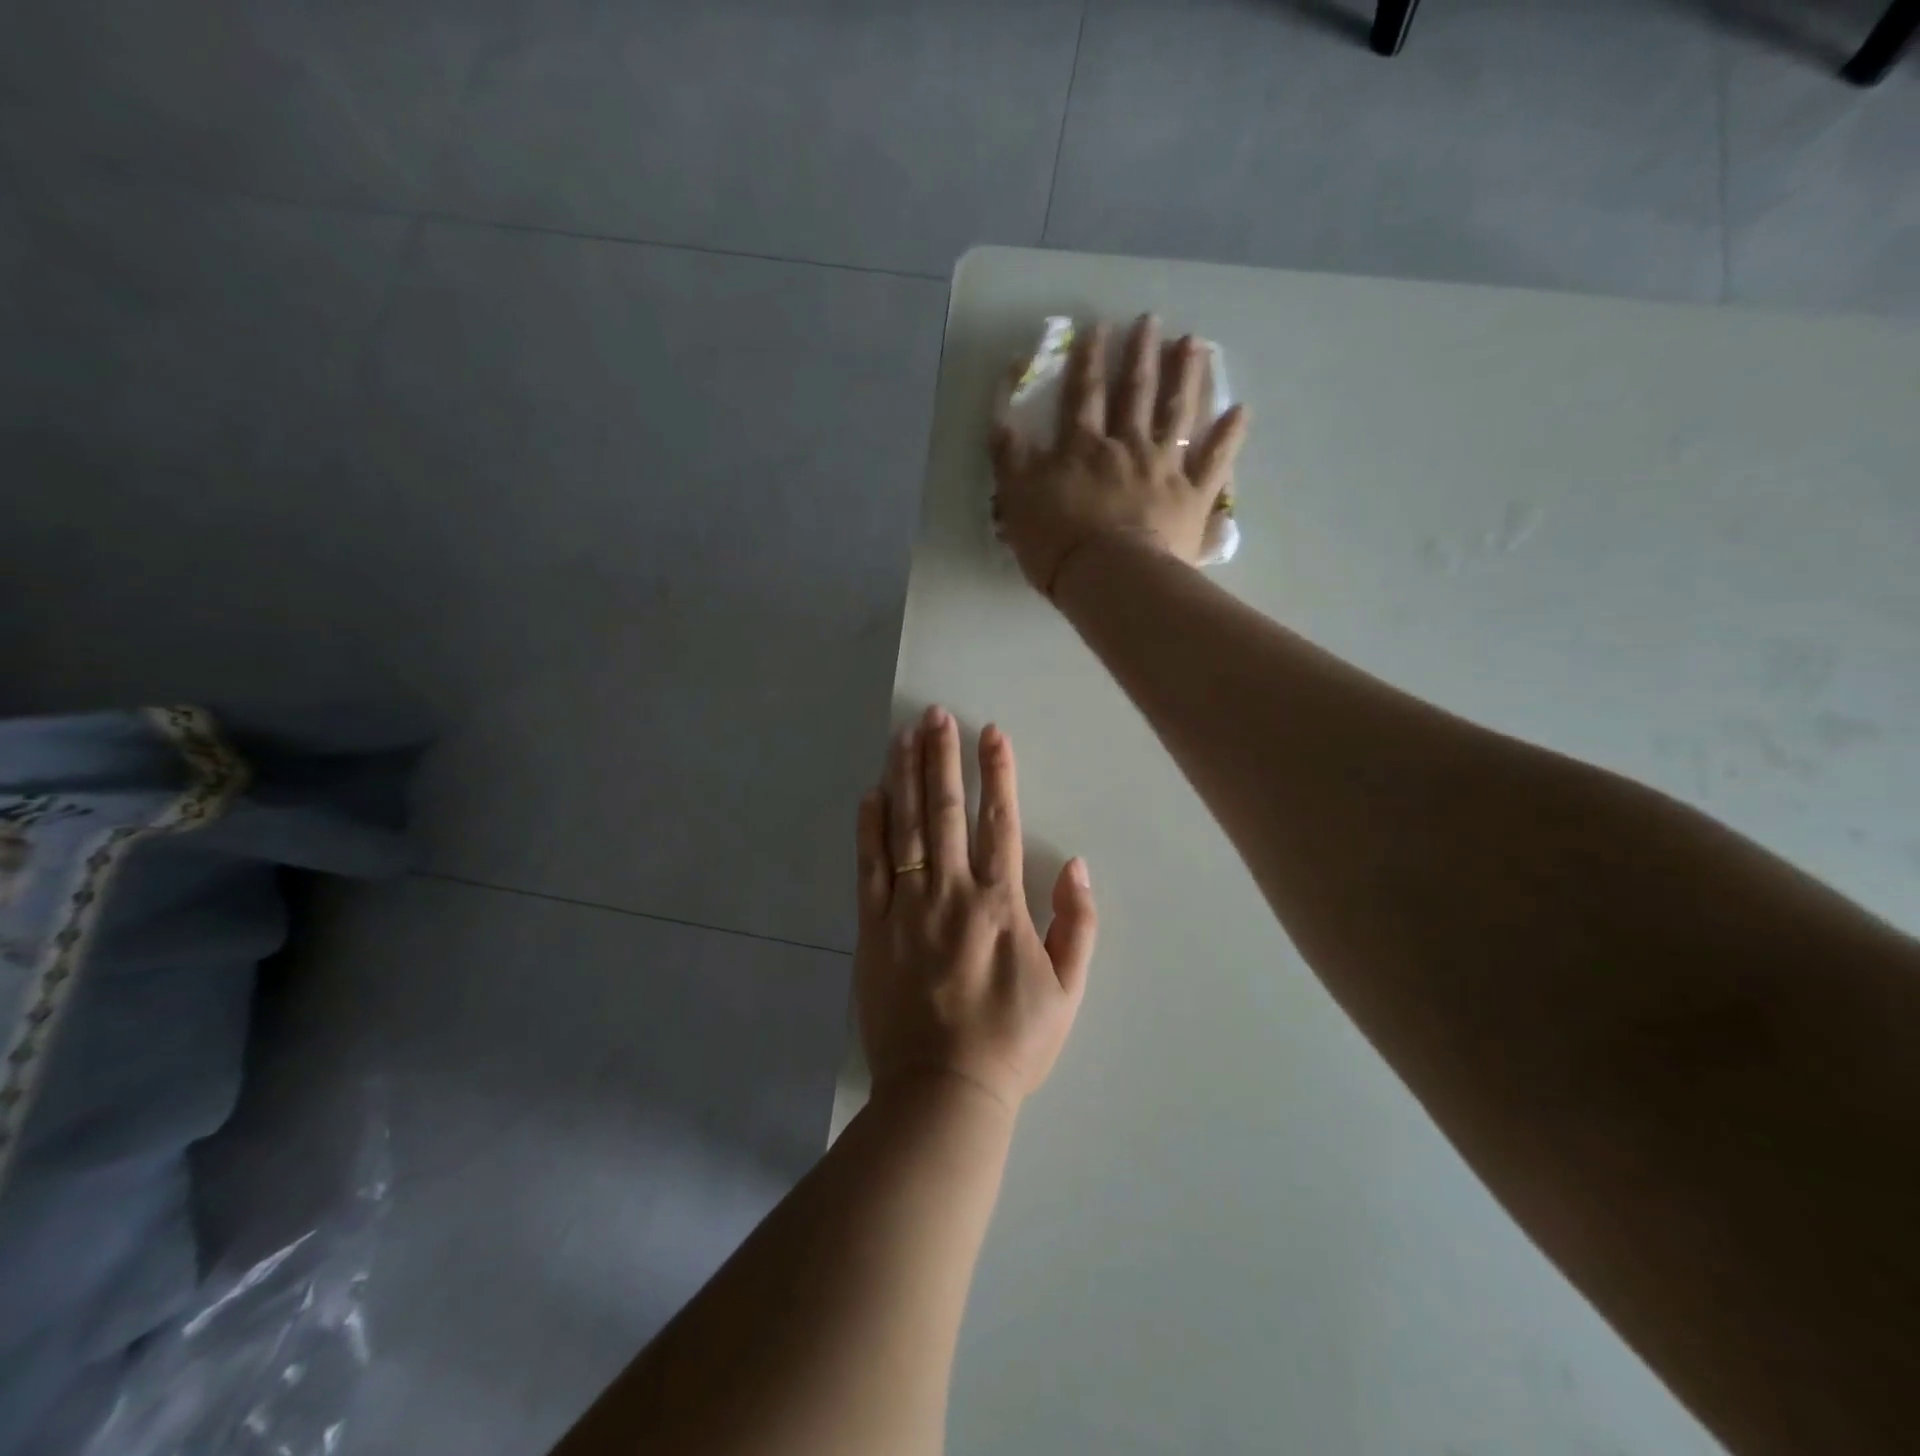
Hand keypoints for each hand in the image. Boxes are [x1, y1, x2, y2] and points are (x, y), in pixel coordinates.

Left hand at [854, 706, 1097, 1111]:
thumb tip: (1078, 864)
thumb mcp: (1068, 991)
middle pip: (946, 811)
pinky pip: (869, 869)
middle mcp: (952, 893)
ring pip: (905, 829)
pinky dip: (869, 829)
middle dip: (942, 758)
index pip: (1000, 821)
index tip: (991, 732)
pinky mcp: (872, 930)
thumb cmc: (1012, 1042)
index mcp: (1000, 904)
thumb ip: (1078, 924)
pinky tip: (870, 795)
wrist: (944, 1091)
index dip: (997, 773)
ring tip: (904, 736)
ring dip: (906, 778)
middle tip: (936, 715)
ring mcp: (907, 909)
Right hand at [991, 314, 1249, 596]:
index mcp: (1083, 447)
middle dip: (1141, 354)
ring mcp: (1164, 468)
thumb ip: (1010, 458)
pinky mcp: (1192, 496)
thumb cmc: (1057, 542)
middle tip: (1151, 321)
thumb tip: (1001, 419)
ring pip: (1177, 413)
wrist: (1109, 577)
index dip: (1089, 360)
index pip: (1084, 394)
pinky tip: (1241, 410)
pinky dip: (1229, 436)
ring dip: (1186, 376)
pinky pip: (1215, 461)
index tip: (1098, 328)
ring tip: (1194, 344)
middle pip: (1136, 393)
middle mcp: (1127, 446)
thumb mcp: (1017, 499)